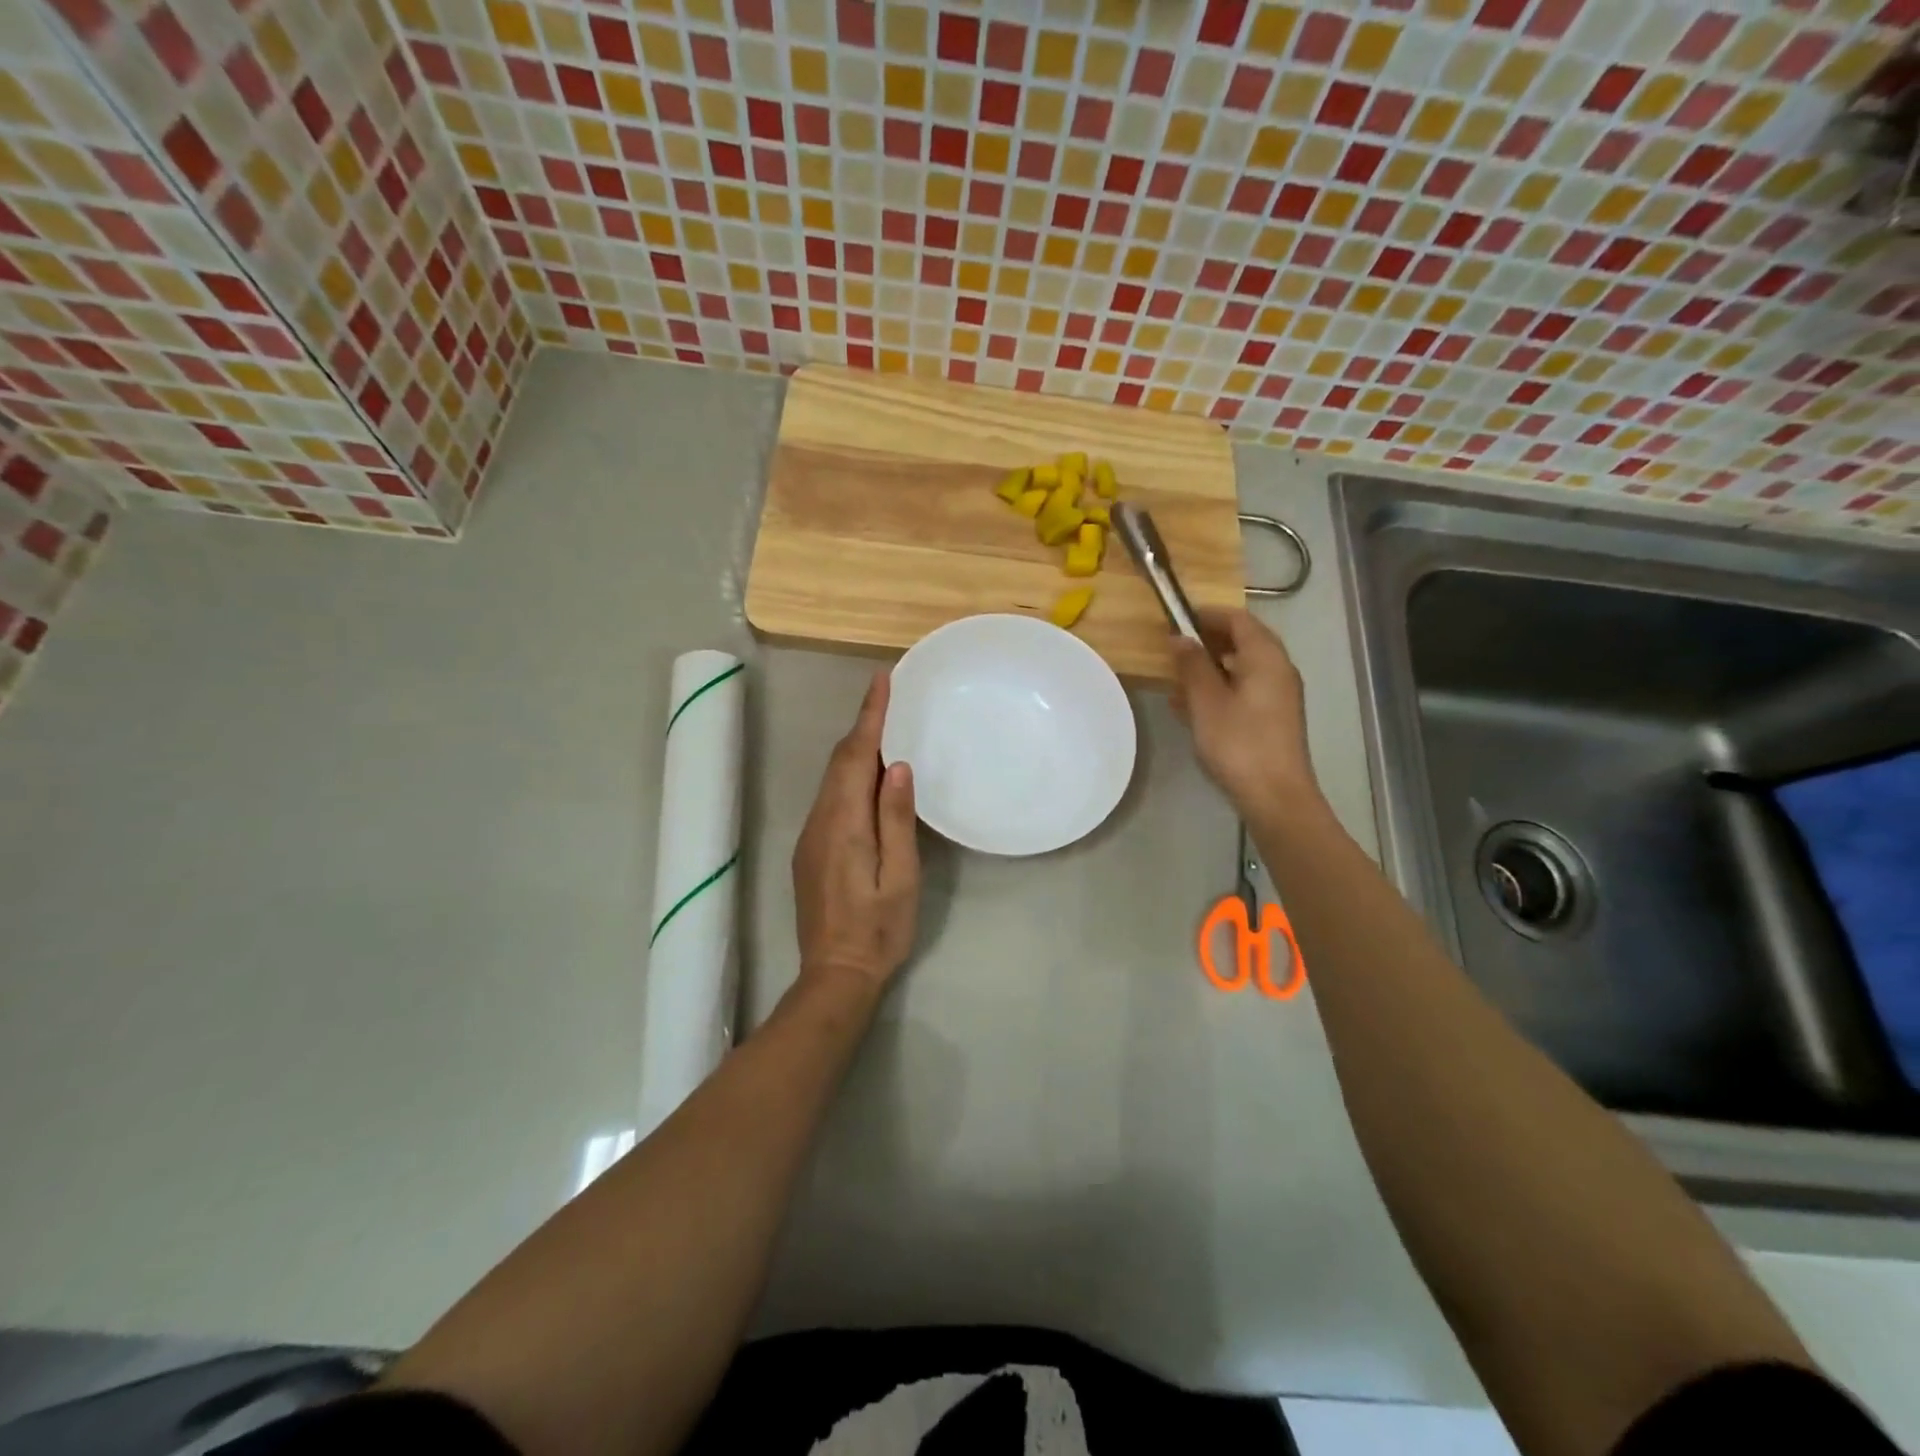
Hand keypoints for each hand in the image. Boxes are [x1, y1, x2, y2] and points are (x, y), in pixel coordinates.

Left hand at [792, 672, 920, 996]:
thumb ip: (896, 819)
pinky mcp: (811, 850)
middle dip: (862, 725)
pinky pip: (831, 798)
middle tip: (889, 697)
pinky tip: (870, 778)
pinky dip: (849, 775)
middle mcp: (819, 821)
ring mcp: (810, 836)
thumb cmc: (878, 928)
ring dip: (856, 750)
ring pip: (832, 779)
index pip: (854, 756)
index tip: (881, 681)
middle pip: (839, 762)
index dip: (869, 716)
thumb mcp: (900, 876)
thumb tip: (896, 766)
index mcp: (843, 823)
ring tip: (885, 729)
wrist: (835, 974)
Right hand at [1171, 609, 1322, 823]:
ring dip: (1209, 668)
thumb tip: (1180, 638)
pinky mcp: (1272, 718)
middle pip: (1242, 642)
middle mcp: (1278, 670)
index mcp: (1266, 658)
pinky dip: (1218, 690)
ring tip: (1176, 679)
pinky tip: (1190, 707)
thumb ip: (1192, 665)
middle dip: (1206, 642)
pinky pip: (1243, 691)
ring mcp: (1278, 696)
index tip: (1176, 617)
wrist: (1274, 796)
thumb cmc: (1238, 742)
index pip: (1238, 619)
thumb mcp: (1206, 701)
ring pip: (1240, 669)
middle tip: (1174, 649)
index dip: (1207, 614)